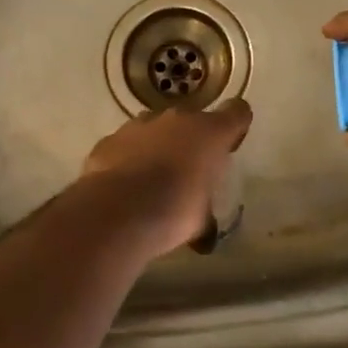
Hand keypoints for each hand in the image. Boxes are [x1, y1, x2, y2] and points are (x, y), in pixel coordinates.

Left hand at [80, 99, 252, 255]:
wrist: (118, 210)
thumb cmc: (174, 211)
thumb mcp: (201, 220)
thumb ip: (205, 214)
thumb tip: (206, 235)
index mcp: (210, 133)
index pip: (237, 112)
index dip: (236, 125)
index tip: (230, 144)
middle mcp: (178, 119)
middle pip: (192, 120)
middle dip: (192, 140)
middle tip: (189, 170)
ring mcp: (140, 124)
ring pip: (156, 128)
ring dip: (159, 146)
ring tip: (153, 179)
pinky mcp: (111, 138)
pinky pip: (126, 144)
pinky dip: (128, 157)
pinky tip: (125, 184)